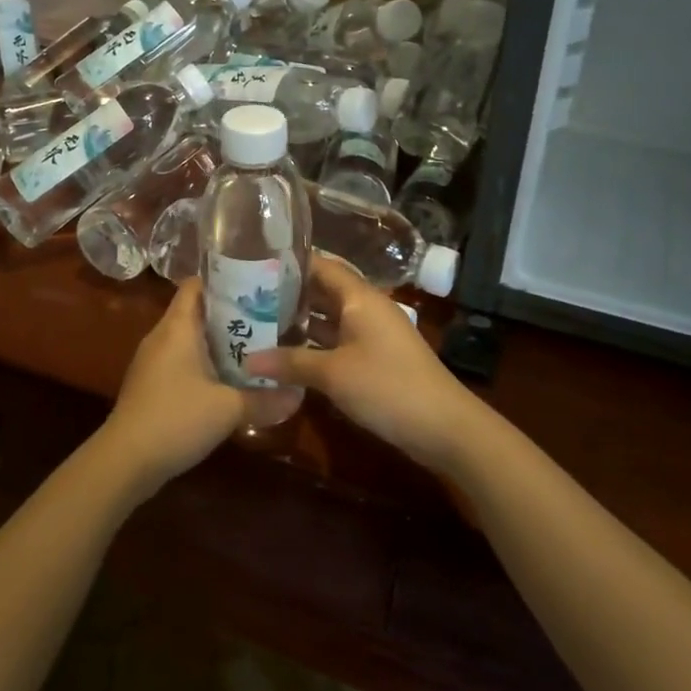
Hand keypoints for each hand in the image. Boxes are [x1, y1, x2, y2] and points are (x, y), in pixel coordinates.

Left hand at [95, 280, 294, 502]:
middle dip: (231, 316)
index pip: (196, 285)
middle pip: (197, 312)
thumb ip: (265, 399)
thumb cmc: (176, 419)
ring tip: (256, 350)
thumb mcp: (229, 409)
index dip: (224, 281)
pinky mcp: (151, 386)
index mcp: (177, 327)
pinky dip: (205, 366)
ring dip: (220, 344)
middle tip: (268, 321)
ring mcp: (152, 362)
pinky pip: (182, 363)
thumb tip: (299, 394)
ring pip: (191, 340)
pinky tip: (228, 383)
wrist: (125, 461)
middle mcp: (162, 336)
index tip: (256, 287)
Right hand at [247, 255, 486, 471]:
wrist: (444, 427)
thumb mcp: (333, 374)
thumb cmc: (387, 387)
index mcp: (360, 298)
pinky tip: (287, 356)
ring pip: (330, 320)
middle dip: (288, 295)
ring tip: (257, 325)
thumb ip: (290, 362)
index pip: (322, 266)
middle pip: (323, 292)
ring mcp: (373, 335)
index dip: (290, 263)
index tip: (254, 263)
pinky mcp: (376, 359)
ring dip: (300, 323)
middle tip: (246, 298)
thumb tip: (246, 361)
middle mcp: (367, 309)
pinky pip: (338, 342)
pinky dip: (315, 346)